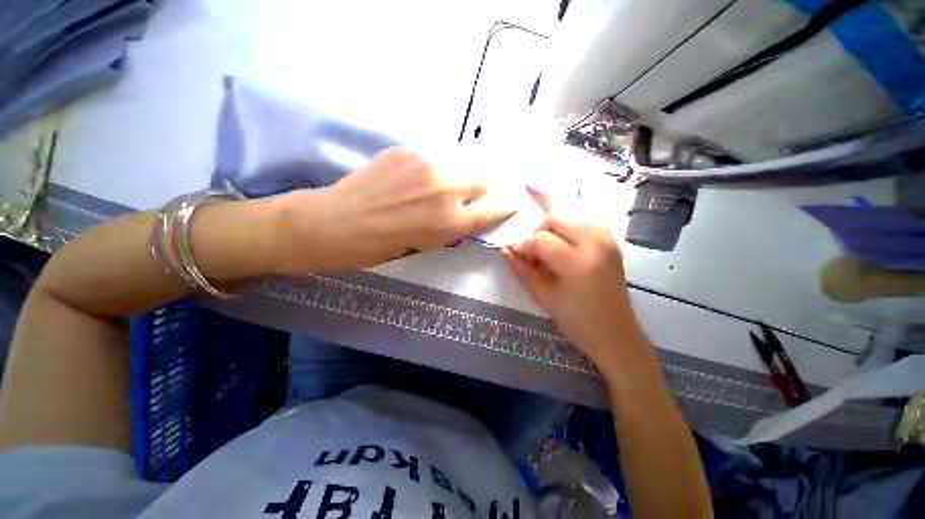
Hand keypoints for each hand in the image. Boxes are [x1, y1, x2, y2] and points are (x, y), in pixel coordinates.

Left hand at [274, 147, 513, 272]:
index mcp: (452, 222)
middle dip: (476, 191)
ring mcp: (427, 164)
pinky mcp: (407, 150)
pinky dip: (431, 169)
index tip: (510, 203)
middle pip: (482, 180)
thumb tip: (468, 210)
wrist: (339, 223)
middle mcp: (447, 189)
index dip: (504, 207)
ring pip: (459, 164)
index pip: (494, 209)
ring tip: (430, 188)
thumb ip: (453, 226)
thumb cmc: (383, 246)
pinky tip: (410, 179)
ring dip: (454, 177)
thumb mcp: (427, 245)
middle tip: (459, 198)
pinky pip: (434, 158)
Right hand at [503, 188, 650, 370]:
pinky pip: (583, 221)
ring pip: (569, 215)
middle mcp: (595, 243)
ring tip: (548, 249)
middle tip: (532, 253)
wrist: (615, 333)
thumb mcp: (542, 297)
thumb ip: (521, 270)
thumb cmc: (576, 320)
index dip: (522, 244)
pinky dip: (568, 228)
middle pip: (555, 218)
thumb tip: (505, 248)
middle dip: (538, 232)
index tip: (513, 252)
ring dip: (553, 228)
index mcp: (577, 263)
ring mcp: (607, 239)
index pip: (540, 240)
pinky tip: (563, 244)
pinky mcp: (611, 240)